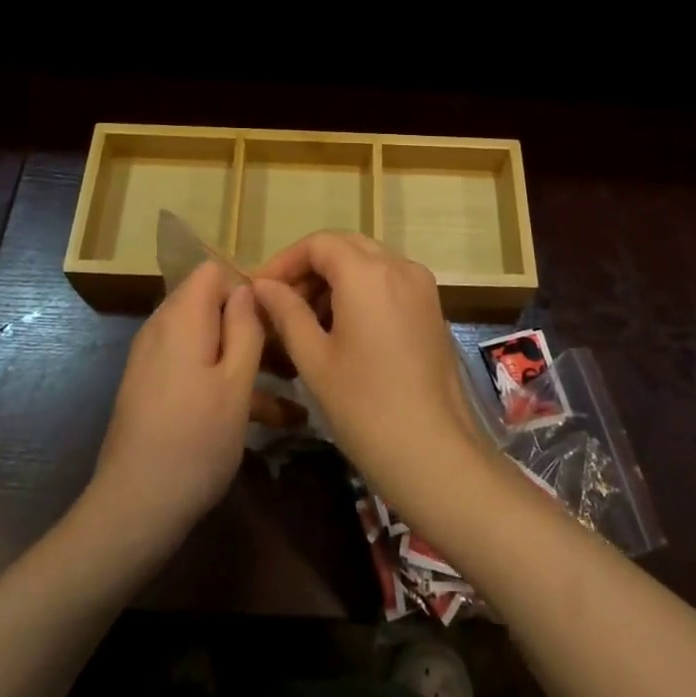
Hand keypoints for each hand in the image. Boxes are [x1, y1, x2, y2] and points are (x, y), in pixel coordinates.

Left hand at [88, 260, 264, 552]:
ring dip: (245, 357)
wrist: (134, 510)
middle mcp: (162, 329)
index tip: (277, 316)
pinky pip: (194, 367)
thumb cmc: (196, 441)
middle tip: (289, 352)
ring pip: (207, 340)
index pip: (214, 271)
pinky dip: (225, 380)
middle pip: (211, 304)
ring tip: (290, 389)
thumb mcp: (236, 383)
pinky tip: (268, 418)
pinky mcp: (152, 389)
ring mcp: (153, 360)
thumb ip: (246, 327)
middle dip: (251, 322)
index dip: (247, 286)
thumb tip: (249, 288)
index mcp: (182, 318)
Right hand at [251, 232, 491, 525]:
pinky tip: (341, 330)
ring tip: (305, 322)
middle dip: (310, 269)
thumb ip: (286, 313)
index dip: (285, 261)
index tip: (260, 290)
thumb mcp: (314, 359)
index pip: (319, 243)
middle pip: (345, 247)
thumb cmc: (365, 407)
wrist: (434, 453)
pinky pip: (389, 281)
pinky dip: (361, 291)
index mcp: (368, 273)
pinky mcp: (431, 307)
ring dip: (335, 280)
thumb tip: (263, 286)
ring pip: (368, 262)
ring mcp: (421, 285)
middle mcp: (399, 266)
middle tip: (280, 304)